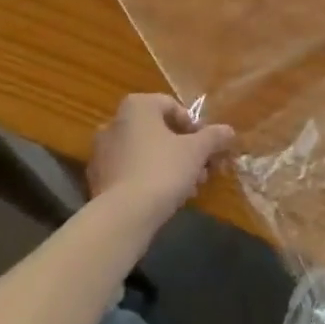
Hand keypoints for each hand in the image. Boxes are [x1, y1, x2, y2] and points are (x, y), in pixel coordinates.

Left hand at [87, 94, 235, 226]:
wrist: (123, 217)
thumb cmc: (163, 170)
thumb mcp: (197, 151)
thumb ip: (214, 136)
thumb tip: (228, 130)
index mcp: (137, 106)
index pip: (172, 106)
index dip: (194, 126)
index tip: (207, 147)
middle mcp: (114, 122)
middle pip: (158, 131)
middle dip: (183, 150)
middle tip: (202, 169)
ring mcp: (102, 152)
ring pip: (145, 153)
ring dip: (169, 165)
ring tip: (189, 188)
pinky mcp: (96, 180)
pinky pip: (130, 172)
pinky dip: (148, 179)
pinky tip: (166, 198)